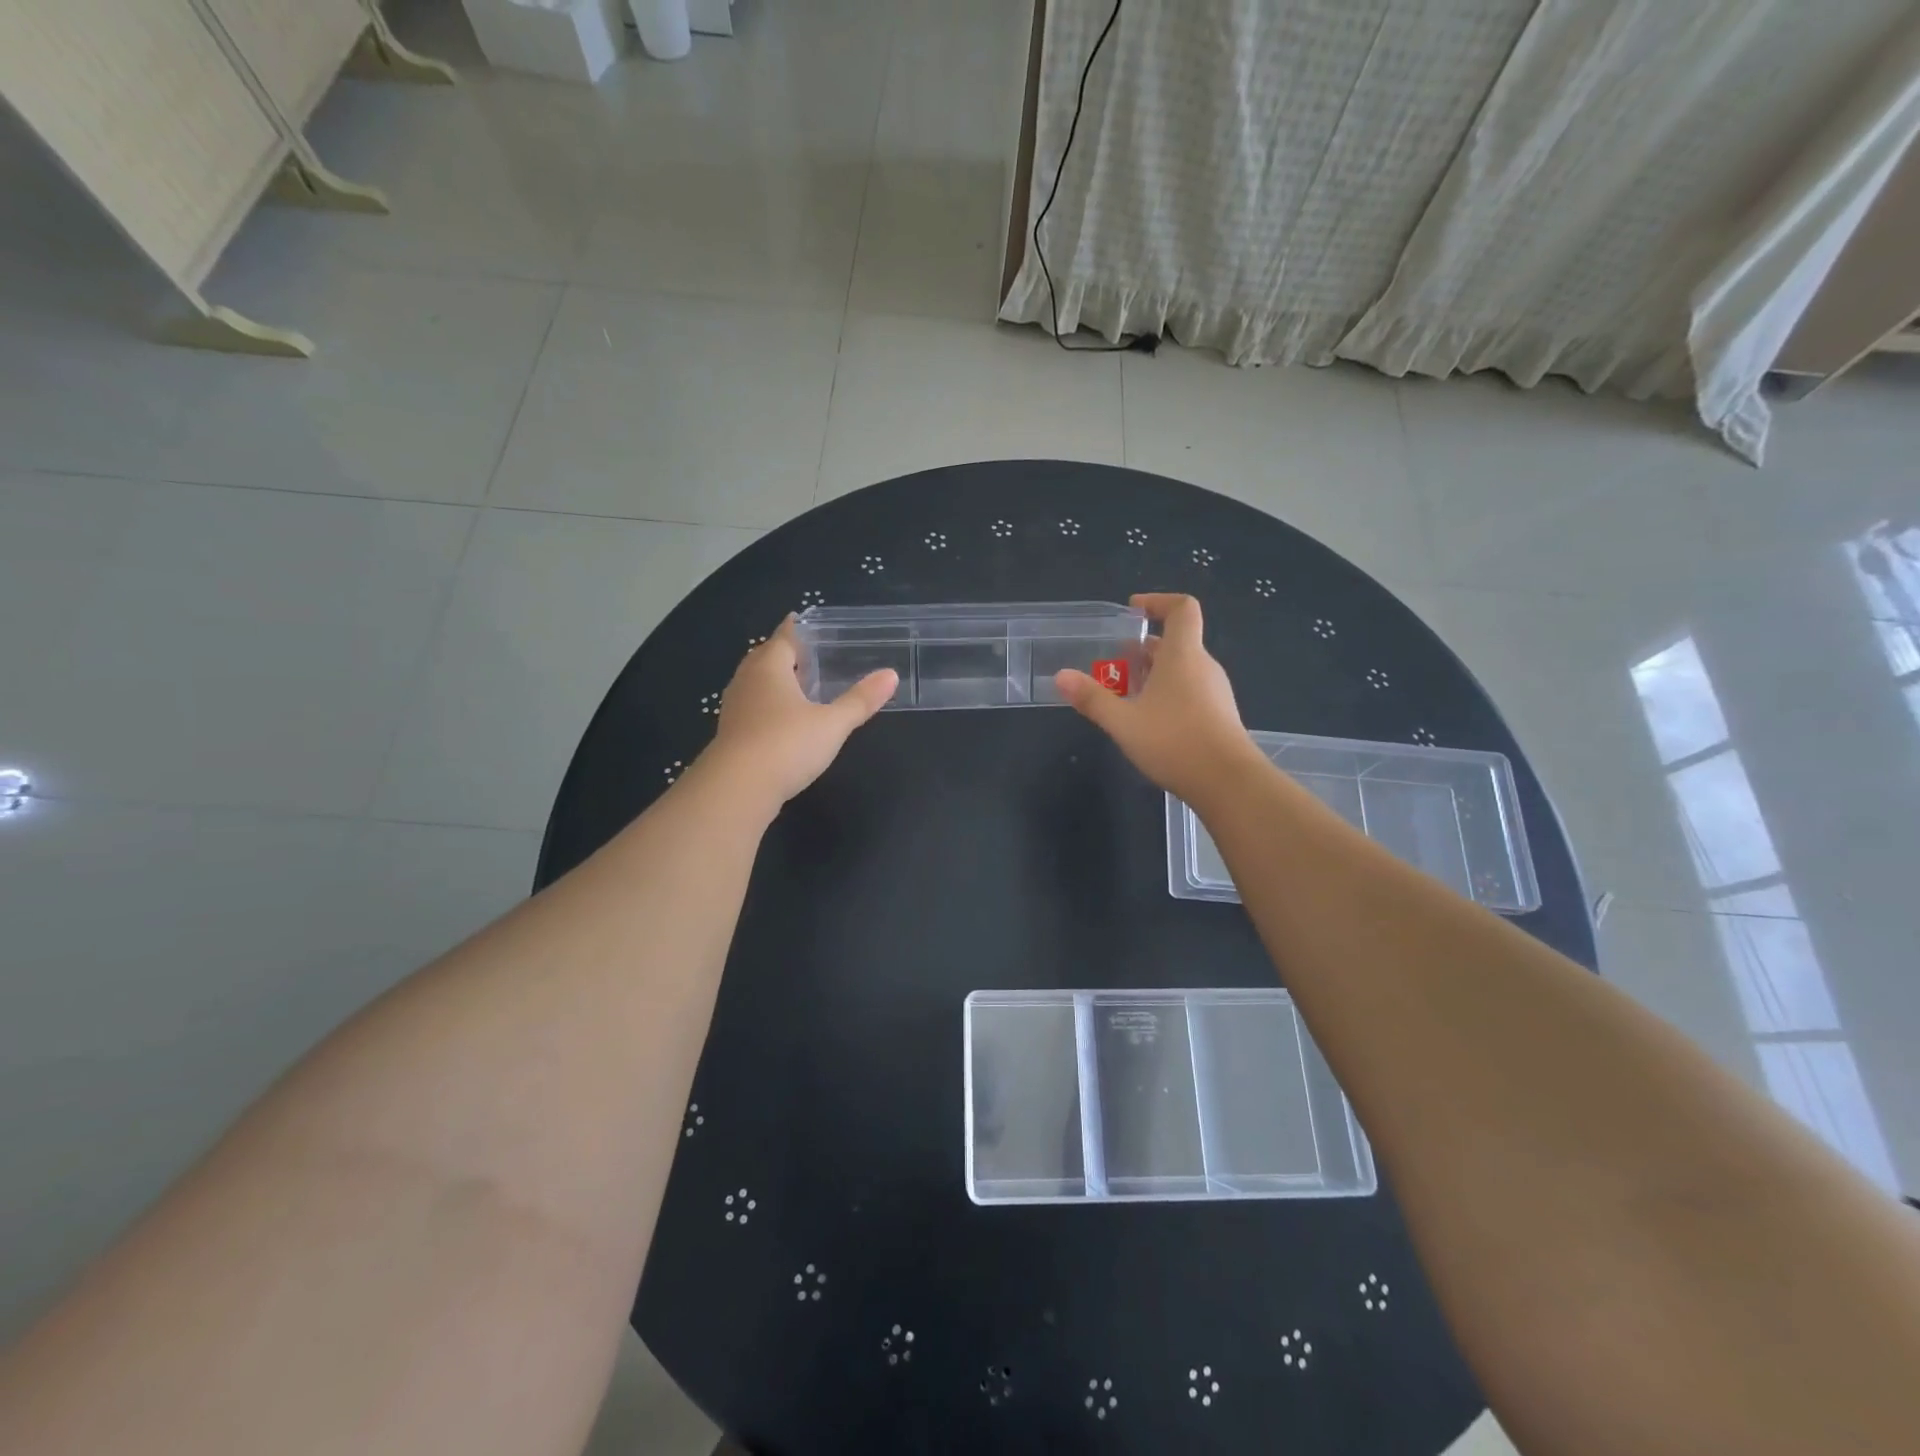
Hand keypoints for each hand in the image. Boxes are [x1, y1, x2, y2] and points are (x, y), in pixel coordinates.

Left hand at [701, 617, 896, 810]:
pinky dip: (766, 705)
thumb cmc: (787, 744)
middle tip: (802, 652)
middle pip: (763, 658)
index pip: (782, 638)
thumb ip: (860, 700)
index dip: (792, 629)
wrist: (738, 788)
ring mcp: (734, 709)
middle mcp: (747, 681)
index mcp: (770, 668)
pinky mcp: (730, 734)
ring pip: (754, 684)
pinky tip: (780, 718)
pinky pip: (750, 708)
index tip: (798, 618)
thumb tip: (891, 675)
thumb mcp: (832, 724)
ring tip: (794, 683)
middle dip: (781, 653)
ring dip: (772, 680)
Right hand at [1054, 594, 1260, 805]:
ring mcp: (1215, 692)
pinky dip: (1166, 694)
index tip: (1132, 611)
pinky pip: (1189, 691)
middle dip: (1142, 650)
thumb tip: (1061, 676)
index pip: (1182, 608)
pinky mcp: (1218, 715)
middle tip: (1113, 665)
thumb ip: (1092, 698)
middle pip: (1175, 643)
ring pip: (1181, 670)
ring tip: (1124, 695)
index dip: (1158, 602)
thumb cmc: (1174, 741)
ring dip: (1152, 675)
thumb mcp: (1123, 722)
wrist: (1228, 783)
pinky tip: (1147, 722)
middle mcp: (1203, 666)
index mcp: (1183, 655)